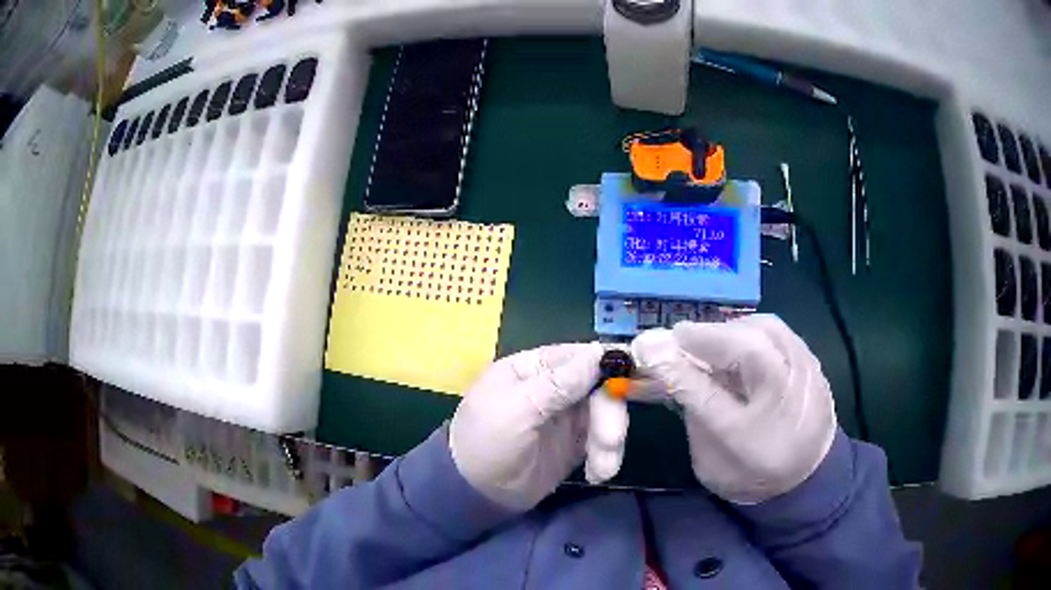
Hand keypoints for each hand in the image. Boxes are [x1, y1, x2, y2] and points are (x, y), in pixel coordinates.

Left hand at [449, 343, 606, 509]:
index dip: (608, 365)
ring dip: (609, 441)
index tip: (633, 380)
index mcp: (533, 368)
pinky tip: (598, 473)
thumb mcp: (516, 411)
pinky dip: (605, 455)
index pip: (579, 355)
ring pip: (606, 415)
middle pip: (599, 387)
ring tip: (603, 470)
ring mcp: (566, 416)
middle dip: (609, 415)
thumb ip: (557, 384)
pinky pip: (601, 441)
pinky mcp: (575, 443)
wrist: (475, 495)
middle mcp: (554, 387)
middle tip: (610, 442)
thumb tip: (599, 352)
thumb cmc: (486, 444)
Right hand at [631, 315, 837, 502]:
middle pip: (746, 345)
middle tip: (679, 341)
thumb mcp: (711, 454)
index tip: (648, 345)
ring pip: (766, 329)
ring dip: (729, 329)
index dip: (677, 364)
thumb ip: (691, 405)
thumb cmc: (752, 471)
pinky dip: (751, 330)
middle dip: (706, 337)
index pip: (708, 393)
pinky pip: (778, 332)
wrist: (807, 477)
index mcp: (758, 432)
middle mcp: (787, 394)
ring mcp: (806, 371)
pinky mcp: (812, 360)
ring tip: (709, 341)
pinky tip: (738, 342)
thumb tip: (662, 360)